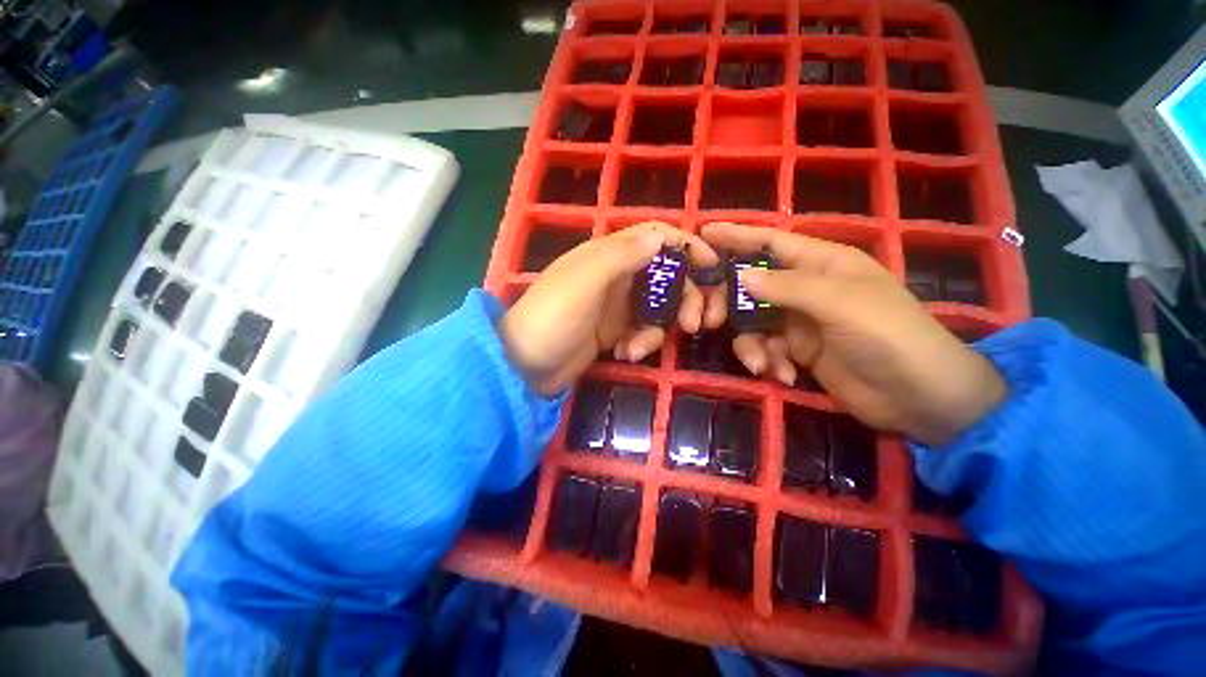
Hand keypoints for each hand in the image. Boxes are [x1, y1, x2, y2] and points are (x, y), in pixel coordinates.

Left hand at [499, 222, 720, 394]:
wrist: (525, 365)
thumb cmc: (553, 317)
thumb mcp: (586, 281)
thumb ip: (622, 255)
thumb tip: (660, 236)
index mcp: (609, 255)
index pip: (655, 236)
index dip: (686, 245)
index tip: (713, 266)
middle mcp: (617, 276)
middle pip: (667, 277)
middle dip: (686, 299)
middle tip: (695, 325)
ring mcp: (617, 306)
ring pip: (659, 309)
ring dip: (656, 331)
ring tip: (634, 350)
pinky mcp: (615, 332)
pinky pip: (643, 333)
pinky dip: (640, 344)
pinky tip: (623, 355)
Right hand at [700, 222, 1005, 446]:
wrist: (919, 397)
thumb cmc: (888, 335)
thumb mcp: (838, 303)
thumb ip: (786, 287)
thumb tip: (740, 276)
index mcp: (822, 263)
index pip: (772, 242)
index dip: (738, 235)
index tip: (705, 232)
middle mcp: (806, 288)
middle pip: (751, 286)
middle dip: (730, 304)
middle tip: (710, 321)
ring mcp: (800, 321)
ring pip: (753, 323)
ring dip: (751, 345)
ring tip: (761, 364)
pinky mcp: (799, 350)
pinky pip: (767, 348)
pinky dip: (768, 362)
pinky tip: (784, 376)